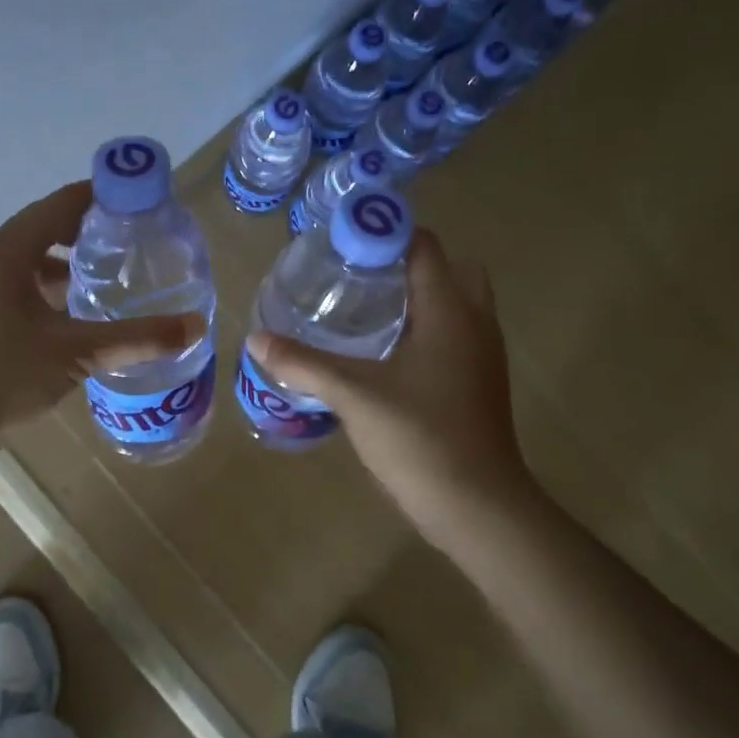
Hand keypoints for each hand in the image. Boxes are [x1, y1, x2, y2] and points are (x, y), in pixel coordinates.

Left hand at [0, 180, 205, 445]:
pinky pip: (29, 283)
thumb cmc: (4, 374)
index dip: (106, 196)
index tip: (147, 203)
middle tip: (143, 240)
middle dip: (96, 229)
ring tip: (122, 272)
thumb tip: (196, 327)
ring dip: (77, 260)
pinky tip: (87, 311)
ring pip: (40, 258)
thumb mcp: (77, 352)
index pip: (65, 202)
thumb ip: (138, 338)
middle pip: (52, 226)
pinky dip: (59, 287)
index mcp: (11, 249)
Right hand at [247, 229, 532, 553]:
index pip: (425, 247)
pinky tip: (385, 354)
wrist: (475, 503)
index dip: (386, 234)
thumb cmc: (419, 437)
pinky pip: (454, 336)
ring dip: (419, 297)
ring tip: (365, 309)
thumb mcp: (354, 396)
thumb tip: (256, 340)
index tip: (343, 241)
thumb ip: (304, 364)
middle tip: (359, 276)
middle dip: (407, 264)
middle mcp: (474, 323)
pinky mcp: (478, 383)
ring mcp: (482, 355)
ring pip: (455, 304)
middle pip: (450, 269)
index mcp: (450, 311)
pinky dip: (425, 329)